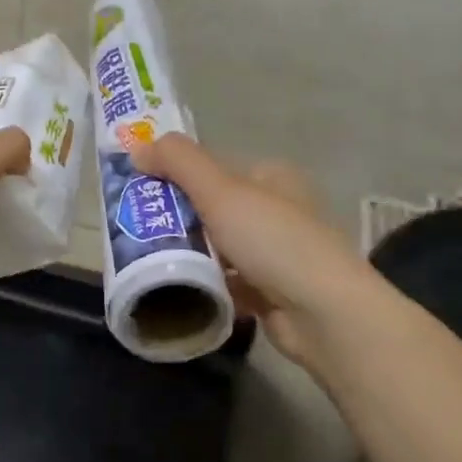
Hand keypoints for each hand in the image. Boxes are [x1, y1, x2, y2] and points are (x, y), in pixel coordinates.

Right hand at [130, 134, 369, 370]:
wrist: (323, 314)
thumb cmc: (272, 241)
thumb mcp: (220, 190)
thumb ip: (178, 162)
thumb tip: (138, 148)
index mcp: (271, 177)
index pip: (213, 169)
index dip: (176, 177)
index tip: (140, 194)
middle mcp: (277, 210)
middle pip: (213, 209)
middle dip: (179, 220)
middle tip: (138, 231)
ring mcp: (276, 253)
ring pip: (218, 247)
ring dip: (191, 255)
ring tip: (150, 262)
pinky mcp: (271, 292)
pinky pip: (227, 282)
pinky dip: (207, 284)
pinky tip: (180, 290)